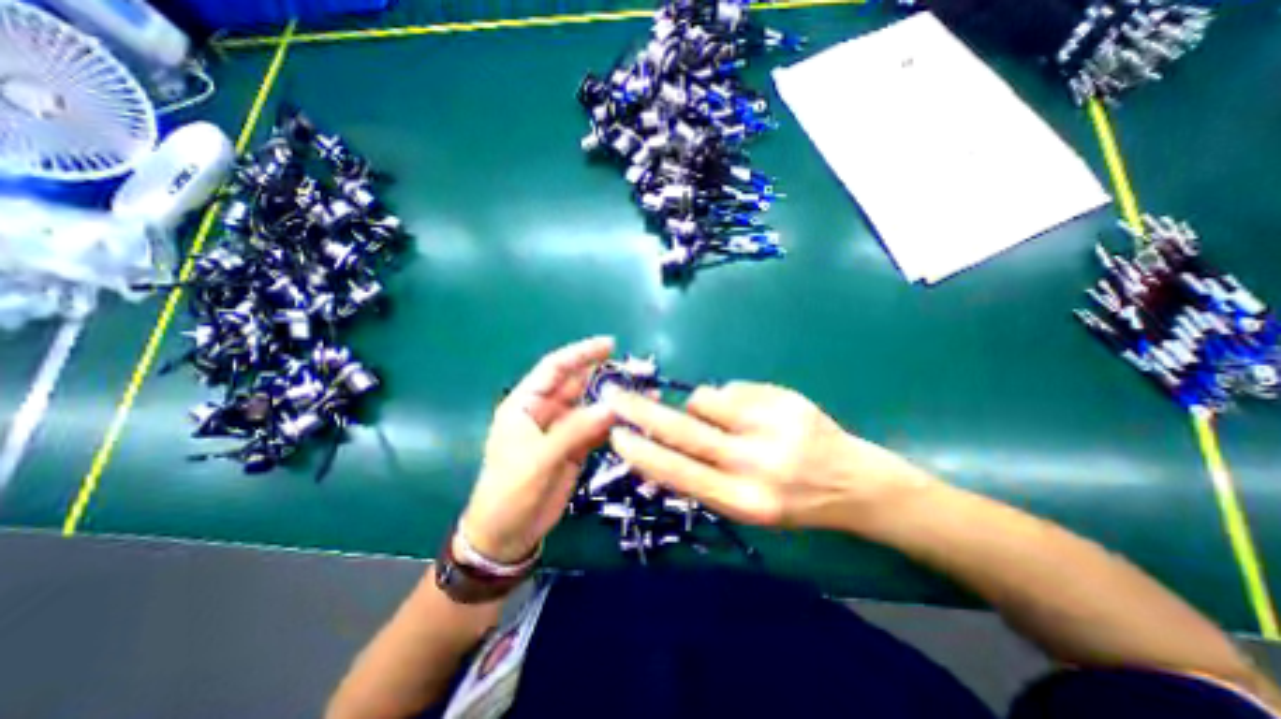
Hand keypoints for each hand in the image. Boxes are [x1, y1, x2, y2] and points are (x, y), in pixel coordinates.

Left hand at [460, 341, 619, 563]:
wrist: (507, 535)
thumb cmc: (509, 492)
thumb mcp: (537, 459)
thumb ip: (574, 431)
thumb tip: (611, 407)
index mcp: (526, 404)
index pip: (555, 368)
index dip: (581, 353)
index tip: (609, 344)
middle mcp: (546, 411)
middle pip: (578, 384)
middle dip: (605, 375)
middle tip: (637, 371)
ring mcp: (563, 430)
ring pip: (592, 407)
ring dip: (615, 400)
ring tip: (644, 393)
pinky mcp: (576, 448)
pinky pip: (598, 429)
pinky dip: (615, 423)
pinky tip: (635, 419)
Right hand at [607, 383, 936, 533]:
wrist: (855, 483)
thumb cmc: (793, 502)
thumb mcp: (746, 507)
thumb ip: (702, 479)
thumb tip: (658, 448)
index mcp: (743, 500)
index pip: (677, 472)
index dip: (640, 452)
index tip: (615, 434)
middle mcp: (755, 463)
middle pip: (682, 430)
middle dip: (641, 411)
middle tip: (615, 395)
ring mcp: (772, 425)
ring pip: (704, 398)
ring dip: (699, 406)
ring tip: (723, 418)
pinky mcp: (784, 398)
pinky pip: (731, 388)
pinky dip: (729, 398)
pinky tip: (752, 412)